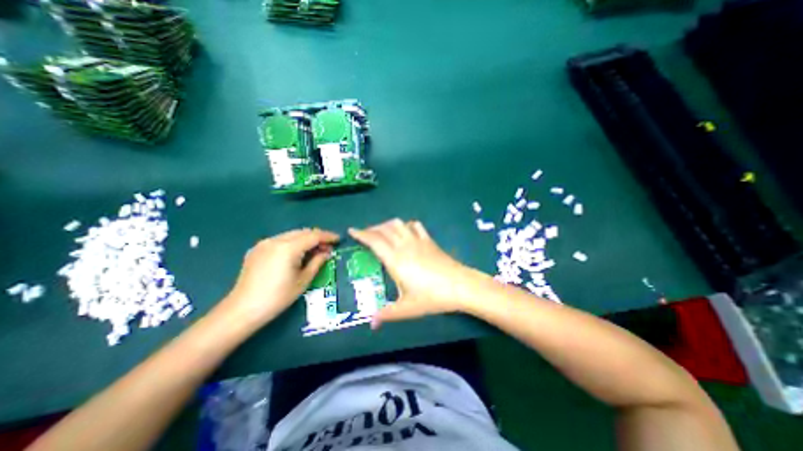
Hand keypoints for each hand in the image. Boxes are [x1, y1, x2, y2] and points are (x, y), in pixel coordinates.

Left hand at [216, 229, 337, 327]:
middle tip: (327, 247)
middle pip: (303, 232)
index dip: (328, 236)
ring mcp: (264, 243)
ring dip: (305, 239)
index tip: (338, 240)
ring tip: (314, 250)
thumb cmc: (278, 297)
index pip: (313, 236)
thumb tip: (327, 252)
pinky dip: (293, 242)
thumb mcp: (303, 280)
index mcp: (288, 248)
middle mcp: (276, 240)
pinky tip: (296, 253)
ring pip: (292, 234)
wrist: (243, 309)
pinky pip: (281, 239)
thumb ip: (317, 262)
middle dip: (317, 237)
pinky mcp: (257, 249)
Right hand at [347, 218, 484, 327]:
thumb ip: (387, 314)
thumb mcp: (407, 308)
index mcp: (395, 259)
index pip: (374, 240)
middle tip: (365, 235)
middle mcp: (404, 245)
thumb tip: (371, 324)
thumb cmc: (432, 297)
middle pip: (384, 229)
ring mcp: (418, 240)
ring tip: (382, 232)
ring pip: (398, 224)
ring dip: (387, 225)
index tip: (352, 231)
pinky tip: (405, 231)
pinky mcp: (429, 241)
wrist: (460, 286)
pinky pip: (415, 226)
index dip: (361, 234)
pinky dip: (406, 225)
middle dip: (372, 229)